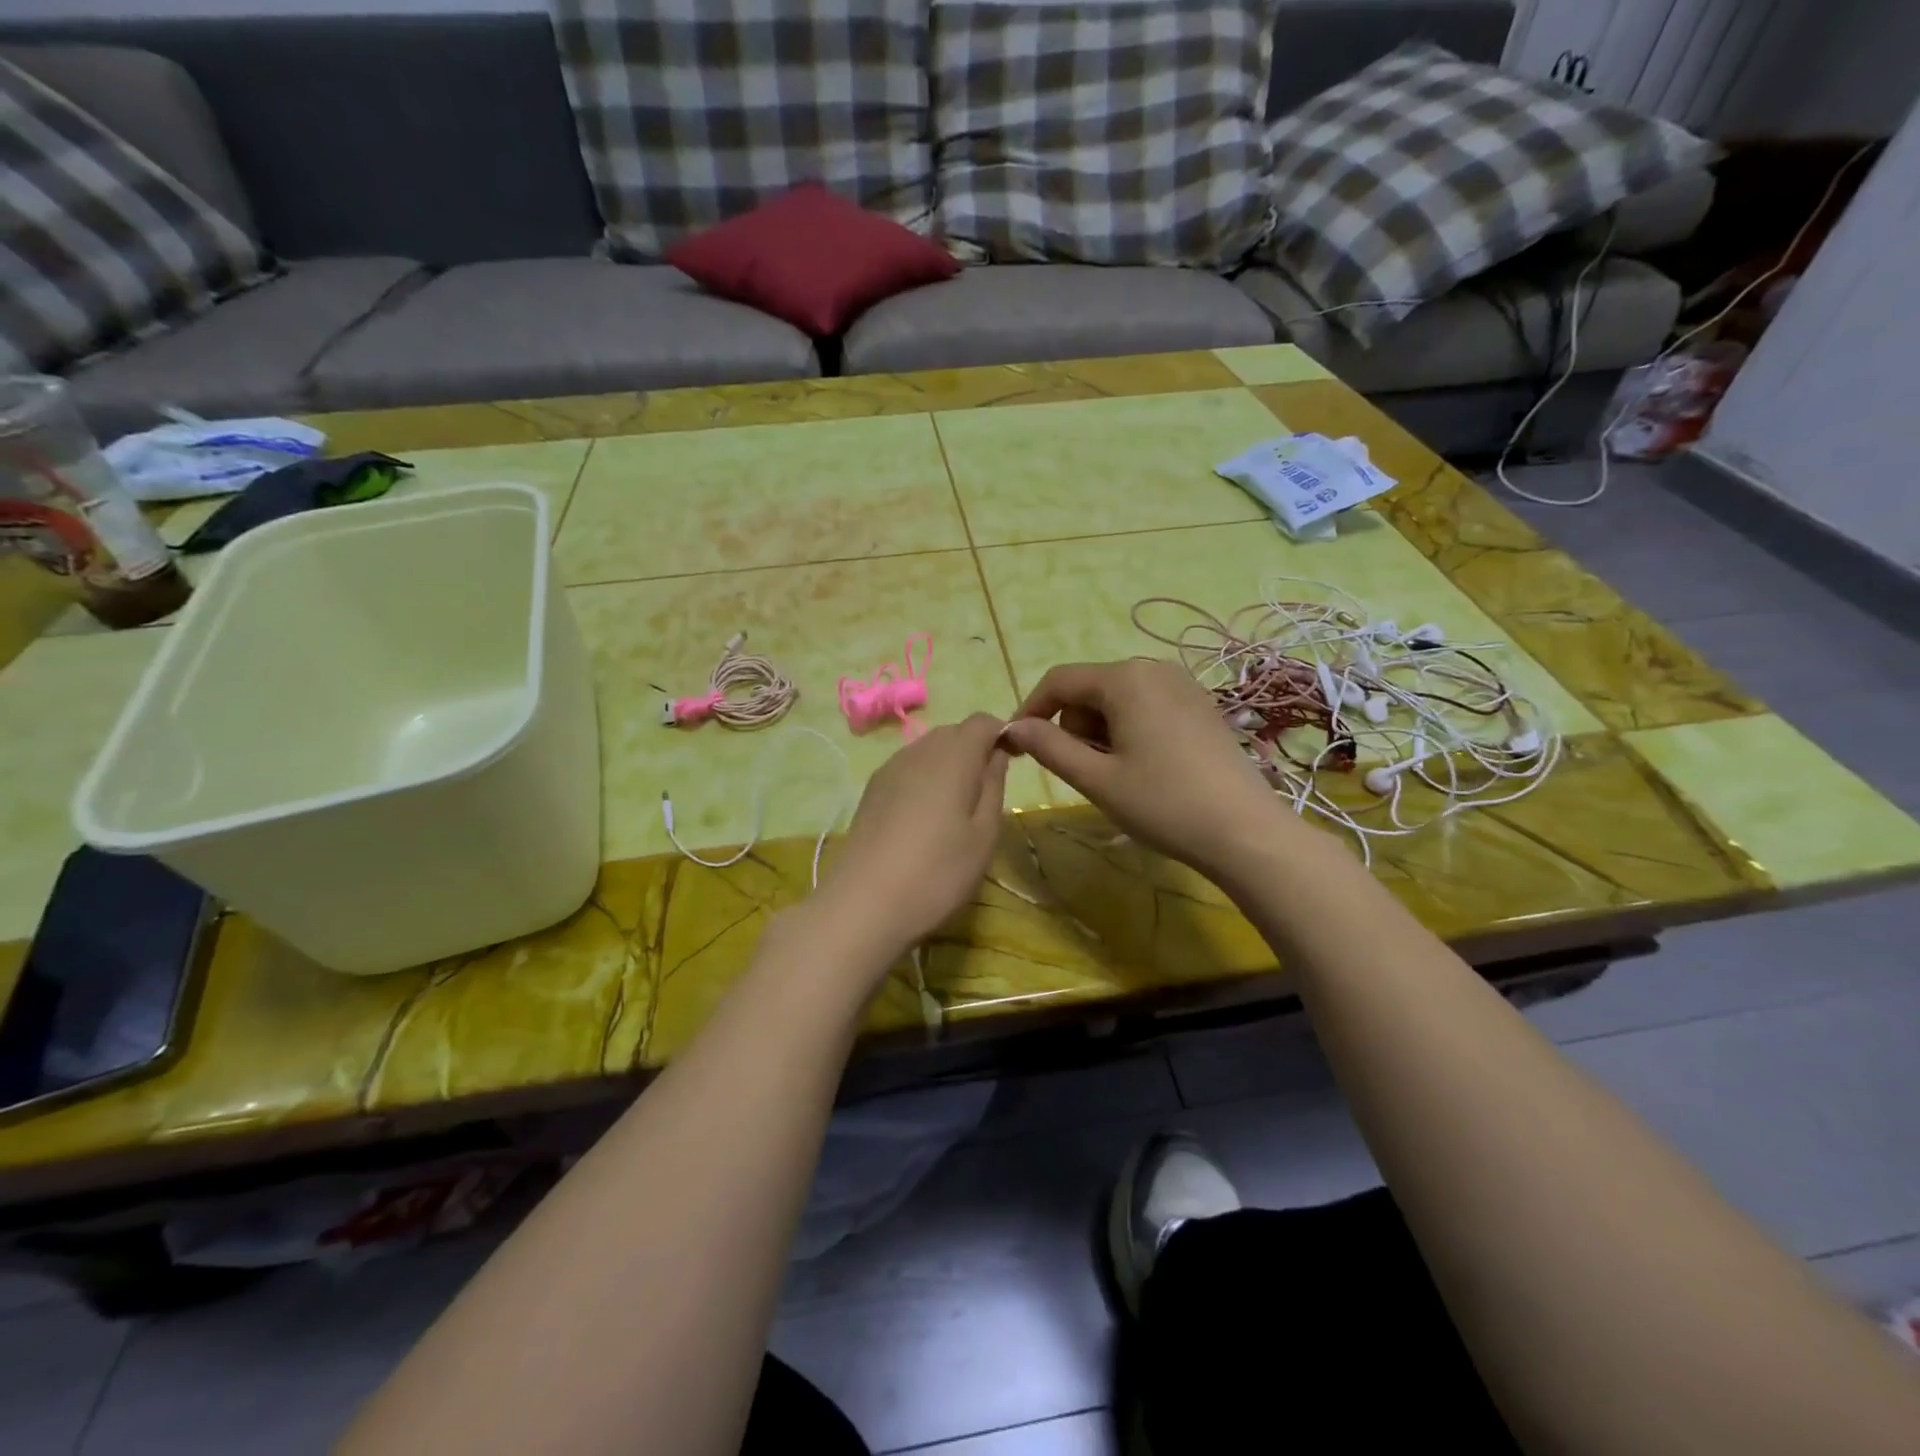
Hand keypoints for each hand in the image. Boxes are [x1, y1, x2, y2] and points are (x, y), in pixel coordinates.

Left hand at [816, 713, 1010, 959]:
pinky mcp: (871, 790)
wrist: (865, 903)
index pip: (982, 721)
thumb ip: (993, 785)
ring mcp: (889, 769)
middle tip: (986, 793)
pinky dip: (924, 780)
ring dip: (948, 766)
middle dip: (974, 750)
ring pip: (928, 750)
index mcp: (953, 755)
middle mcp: (918, 750)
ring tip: (956, 810)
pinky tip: (925, 819)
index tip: (1012, 763)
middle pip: (953, 733)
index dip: (1001, 734)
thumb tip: (996, 754)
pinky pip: (907, 769)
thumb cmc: (938, 871)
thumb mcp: (984, 834)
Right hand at [1001, 659, 1313, 881]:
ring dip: (1101, 732)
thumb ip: (1049, 747)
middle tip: (1086, 772)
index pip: (1059, 680)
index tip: (1017, 746)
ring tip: (1119, 775)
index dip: (1031, 710)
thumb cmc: (1164, 803)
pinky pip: (1145, 706)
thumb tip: (1013, 727)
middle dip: (1074, 726)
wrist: (1245, 831)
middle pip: (1089, 689)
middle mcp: (1153, 668)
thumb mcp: (1096, 778)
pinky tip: (1146, 767)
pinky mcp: (1199, 705)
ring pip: (1116, 699)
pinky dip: (1129, 730)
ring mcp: (1182, 684)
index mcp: (1125, 679)